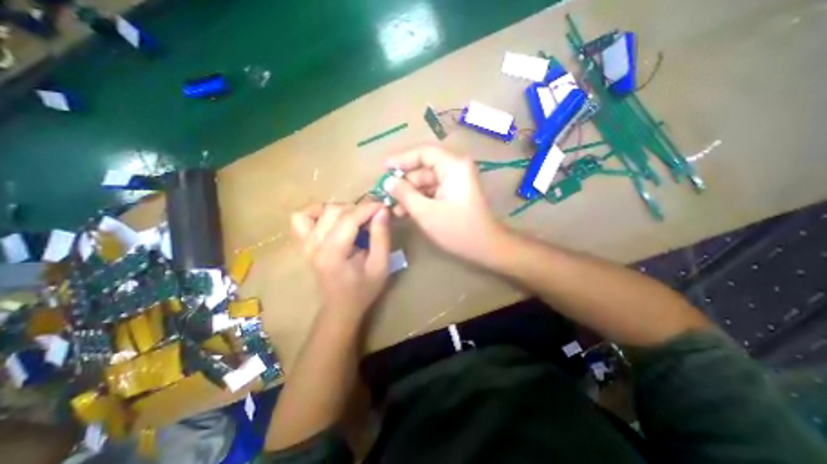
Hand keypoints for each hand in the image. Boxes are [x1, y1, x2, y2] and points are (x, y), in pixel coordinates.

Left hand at [291, 201, 390, 320]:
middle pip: (334, 211)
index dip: (368, 208)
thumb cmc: (363, 290)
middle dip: (358, 208)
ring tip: (355, 219)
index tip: (383, 206)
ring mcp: (306, 244)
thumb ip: (381, 237)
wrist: (340, 307)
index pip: (349, 219)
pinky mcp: (304, 244)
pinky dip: (317, 213)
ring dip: (341, 209)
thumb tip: (382, 211)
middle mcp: (314, 245)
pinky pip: (302, 218)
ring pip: (319, 211)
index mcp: (333, 254)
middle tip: (373, 216)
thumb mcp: (380, 265)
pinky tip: (332, 219)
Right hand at [384, 145, 507, 263]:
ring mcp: (457, 181)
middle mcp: (456, 168)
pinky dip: (420, 199)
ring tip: (394, 209)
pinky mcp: (455, 192)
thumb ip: (404, 194)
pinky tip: (406, 211)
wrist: (486, 247)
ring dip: (410, 194)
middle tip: (387, 195)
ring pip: (427, 181)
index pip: (423, 152)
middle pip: (424, 168)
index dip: (401, 158)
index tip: (384, 168)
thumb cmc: (457, 230)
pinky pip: (433, 190)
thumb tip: (387, 182)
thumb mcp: (426, 212)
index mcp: (454, 166)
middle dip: (405, 182)